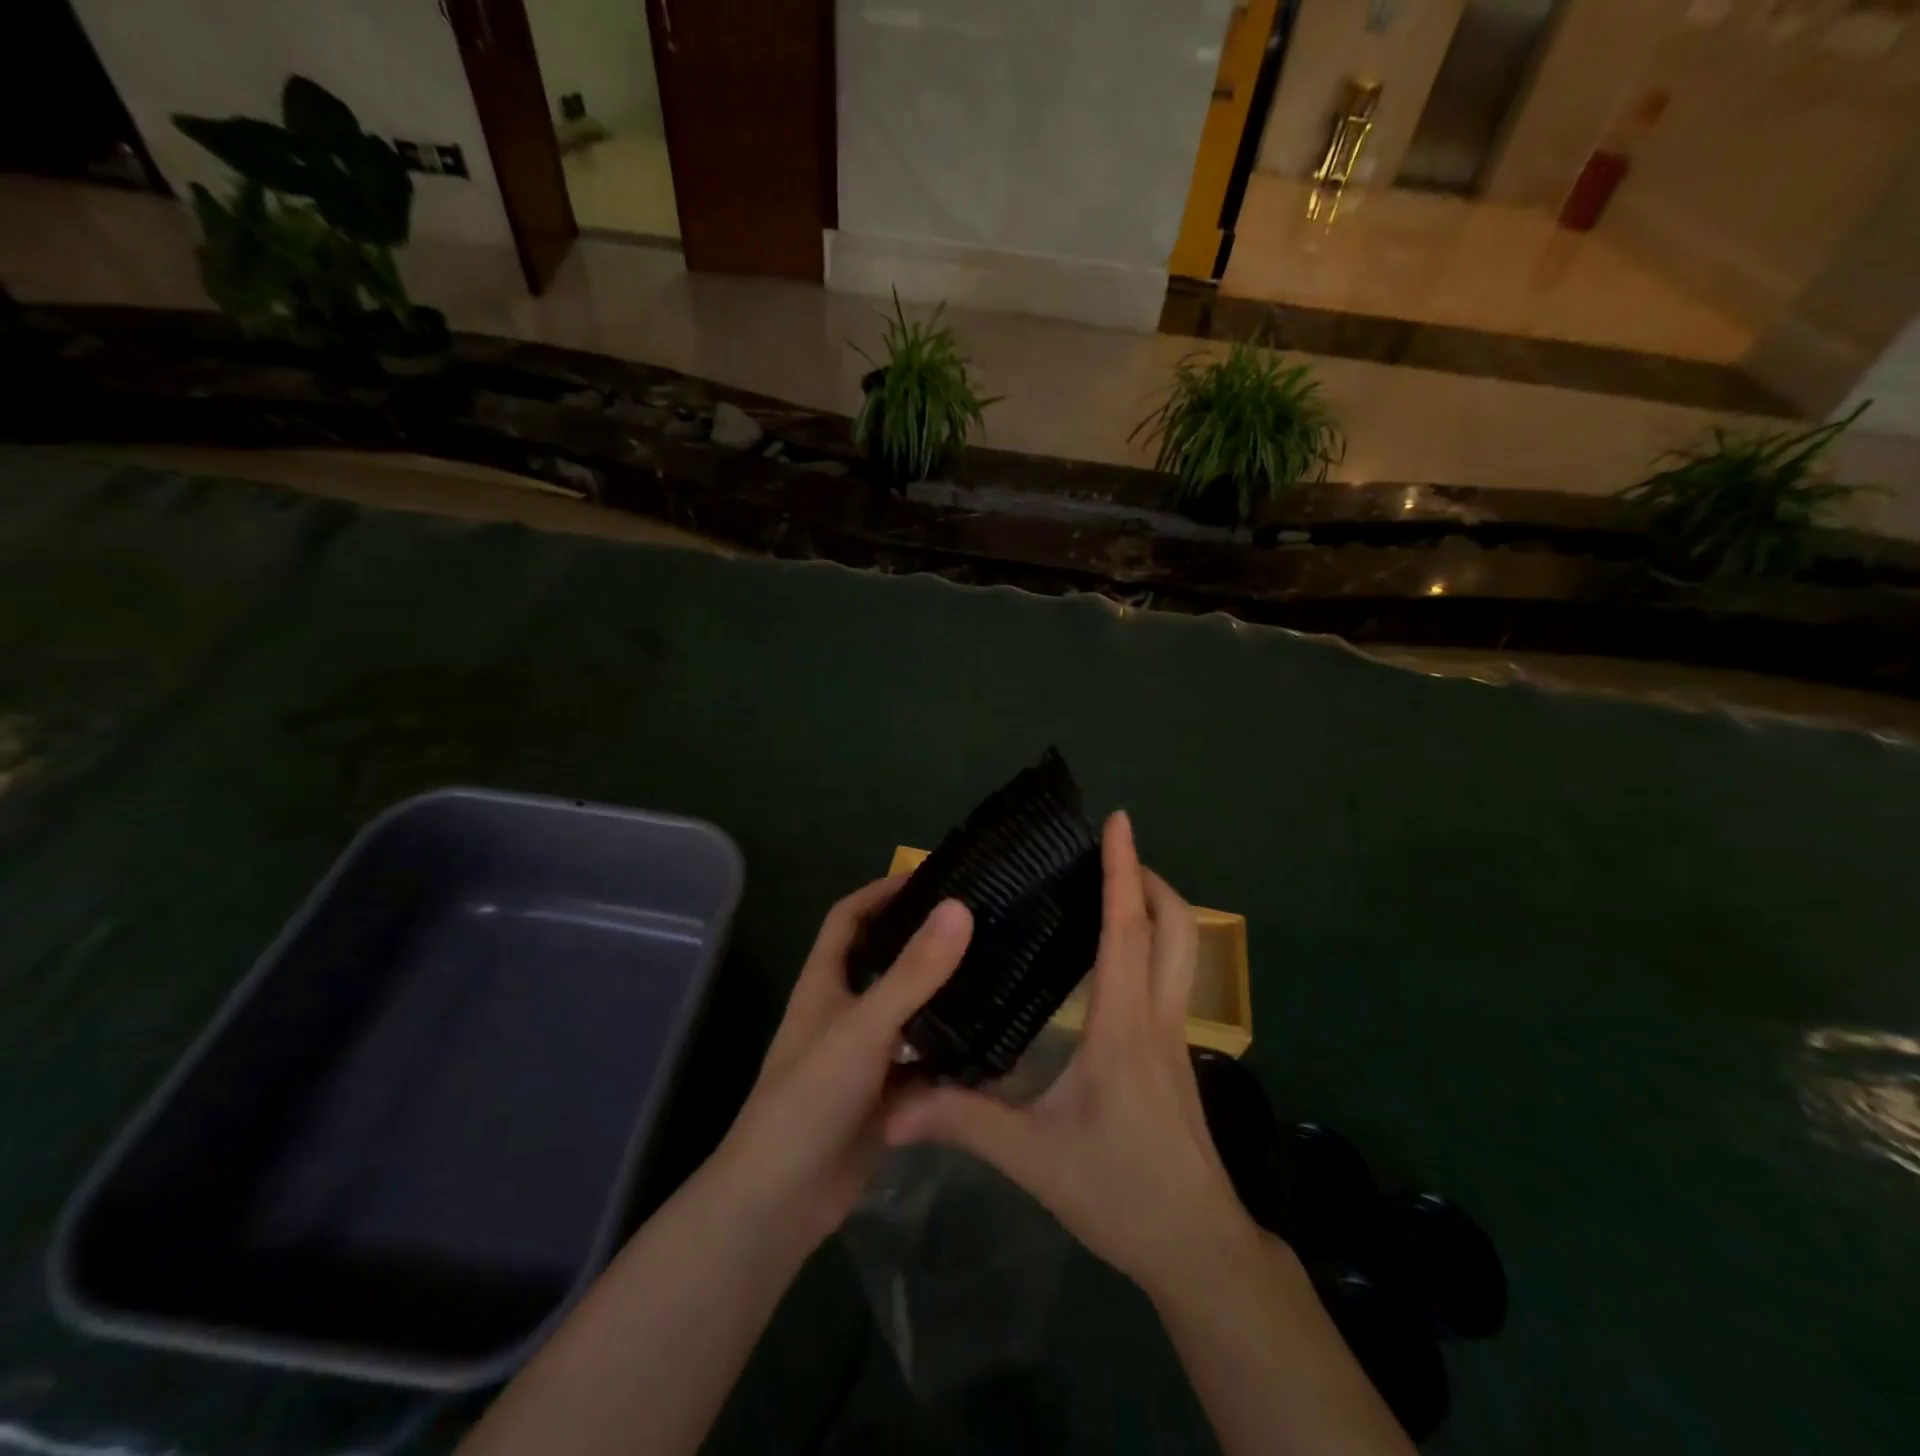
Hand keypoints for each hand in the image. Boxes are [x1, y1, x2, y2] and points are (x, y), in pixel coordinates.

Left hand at [713, 878, 972, 1249]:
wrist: (781, 1204)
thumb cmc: (811, 1099)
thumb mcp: (865, 1027)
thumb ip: (913, 972)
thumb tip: (959, 907)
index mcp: (825, 983)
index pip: (849, 917)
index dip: (882, 891)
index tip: (932, 878)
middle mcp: (843, 1012)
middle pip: (885, 961)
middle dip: (925, 941)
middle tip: (981, 924)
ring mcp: (864, 1056)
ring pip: (910, 1013)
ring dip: (944, 998)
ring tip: (997, 976)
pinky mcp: (884, 1096)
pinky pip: (924, 1063)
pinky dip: (951, 1055)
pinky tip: (993, 1047)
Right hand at [885, 811, 1259, 1297]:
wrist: (1196, 1247)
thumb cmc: (1119, 1192)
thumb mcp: (1032, 1158)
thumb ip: (962, 1120)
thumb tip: (893, 1104)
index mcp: (1123, 1025)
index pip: (1128, 929)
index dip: (1124, 870)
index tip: (1118, 821)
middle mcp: (1157, 1017)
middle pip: (1174, 926)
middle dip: (1148, 877)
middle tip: (1108, 853)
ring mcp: (1176, 1035)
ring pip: (1181, 950)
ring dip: (1154, 908)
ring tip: (1107, 891)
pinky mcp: (1177, 1054)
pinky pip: (1171, 977)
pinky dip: (1150, 944)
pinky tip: (1110, 960)